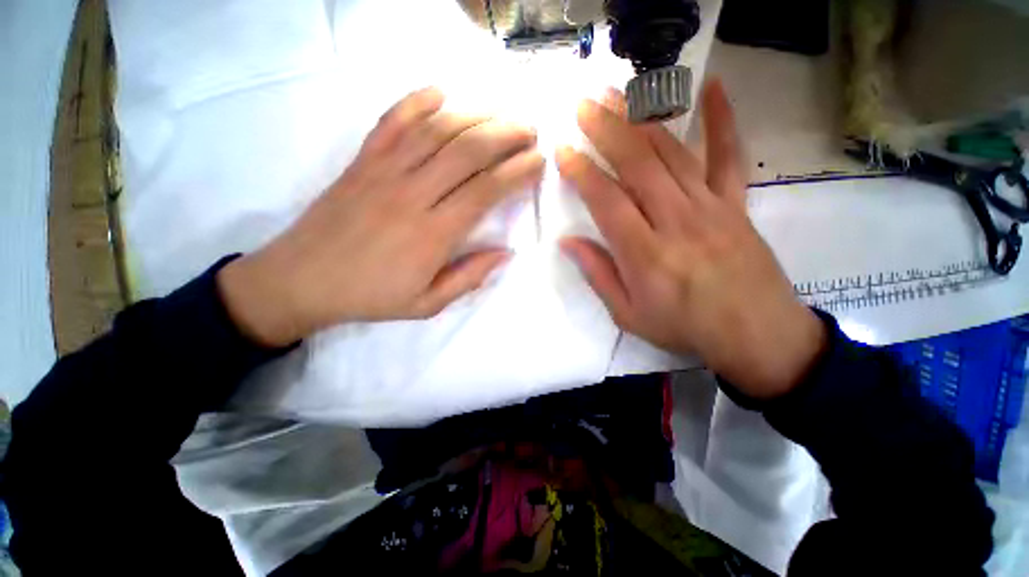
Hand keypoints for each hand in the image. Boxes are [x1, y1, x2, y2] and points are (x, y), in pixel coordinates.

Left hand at [218, 87, 544, 346]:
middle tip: (530, 130)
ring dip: (474, 114)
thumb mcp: (427, 304)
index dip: (517, 172)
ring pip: (436, 130)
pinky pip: (391, 121)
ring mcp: (383, 172)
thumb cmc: (370, 296)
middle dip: (506, 134)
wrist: (301, 281)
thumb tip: (505, 253)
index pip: (485, 191)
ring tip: (501, 111)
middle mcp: (412, 195)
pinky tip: (440, 92)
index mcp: (433, 235)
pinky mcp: (360, 161)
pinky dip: (417, 101)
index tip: (537, 162)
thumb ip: (469, 278)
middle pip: (467, 151)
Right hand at [558, 82, 825, 399]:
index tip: (563, 150)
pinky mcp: (735, 204)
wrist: (756, 334)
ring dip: (643, 119)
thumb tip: (569, 242)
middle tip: (584, 103)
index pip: (607, 201)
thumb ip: (598, 275)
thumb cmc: (683, 328)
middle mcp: (675, 220)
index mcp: (645, 253)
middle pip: (637, 165)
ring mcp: (710, 207)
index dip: (582, 172)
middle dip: (608, 129)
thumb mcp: (628, 315)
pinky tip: (713, 87)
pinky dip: (722, 119)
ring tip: (620, 92)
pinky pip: (729, 156)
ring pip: (672, 153)